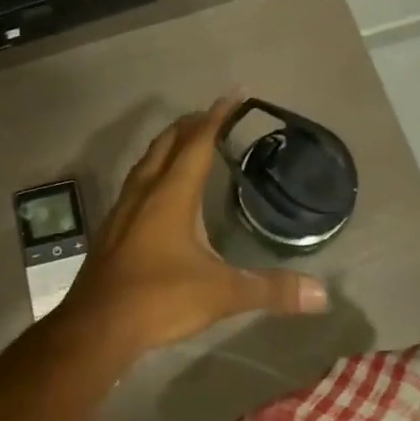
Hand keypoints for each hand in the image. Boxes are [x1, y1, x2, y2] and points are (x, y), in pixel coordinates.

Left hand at [57, 96, 328, 352]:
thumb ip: (271, 290)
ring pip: (147, 162)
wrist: (97, 326)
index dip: (217, 116)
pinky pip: (136, 183)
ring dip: (169, 146)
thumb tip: (322, 293)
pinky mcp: (112, 229)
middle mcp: (145, 191)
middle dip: (191, 124)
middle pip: (167, 143)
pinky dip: (154, 171)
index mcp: (171, 194)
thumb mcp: (221, 293)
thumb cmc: (159, 299)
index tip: (234, 94)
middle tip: (214, 116)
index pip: (197, 142)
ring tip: (188, 143)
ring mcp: (123, 208)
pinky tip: (159, 192)